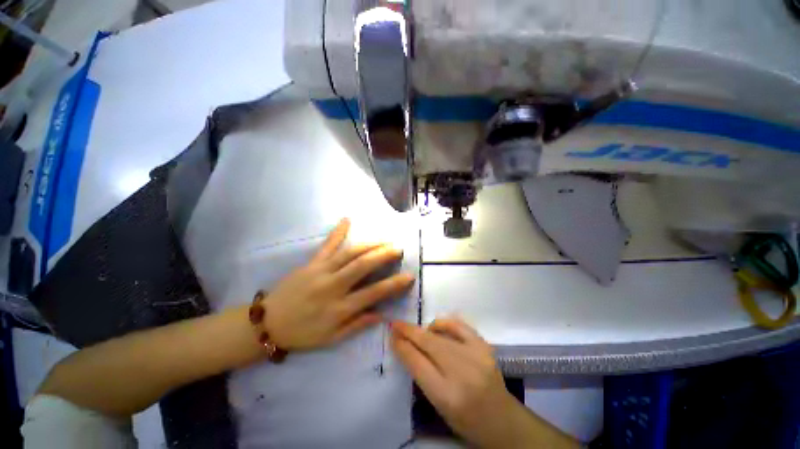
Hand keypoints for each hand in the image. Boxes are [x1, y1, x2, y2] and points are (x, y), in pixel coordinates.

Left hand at [258, 218, 414, 350]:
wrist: (267, 323)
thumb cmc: (302, 334)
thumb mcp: (331, 339)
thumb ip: (357, 325)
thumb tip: (382, 315)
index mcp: (339, 308)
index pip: (373, 293)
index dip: (394, 285)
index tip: (409, 276)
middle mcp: (332, 287)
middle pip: (363, 266)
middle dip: (384, 255)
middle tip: (398, 248)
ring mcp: (321, 271)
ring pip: (349, 253)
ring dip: (369, 244)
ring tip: (384, 239)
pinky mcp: (311, 263)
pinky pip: (327, 245)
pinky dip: (338, 232)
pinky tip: (347, 219)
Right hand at [391, 318, 577, 448]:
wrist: (503, 420)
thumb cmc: (466, 419)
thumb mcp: (439, 404)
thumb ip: (421, 374)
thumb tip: (405, 346)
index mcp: (447, 396)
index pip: (417, 363)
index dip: (402, 346)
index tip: (392, 334)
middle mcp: (462, 373)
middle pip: (429, 344)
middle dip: (409, 331)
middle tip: (396, 324)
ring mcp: (476, 356)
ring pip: (441, 333)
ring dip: (424, 329)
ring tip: (416, 331)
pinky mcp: (484, 346)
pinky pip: (459, 325)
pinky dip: (444, 322)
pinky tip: (436, 326)